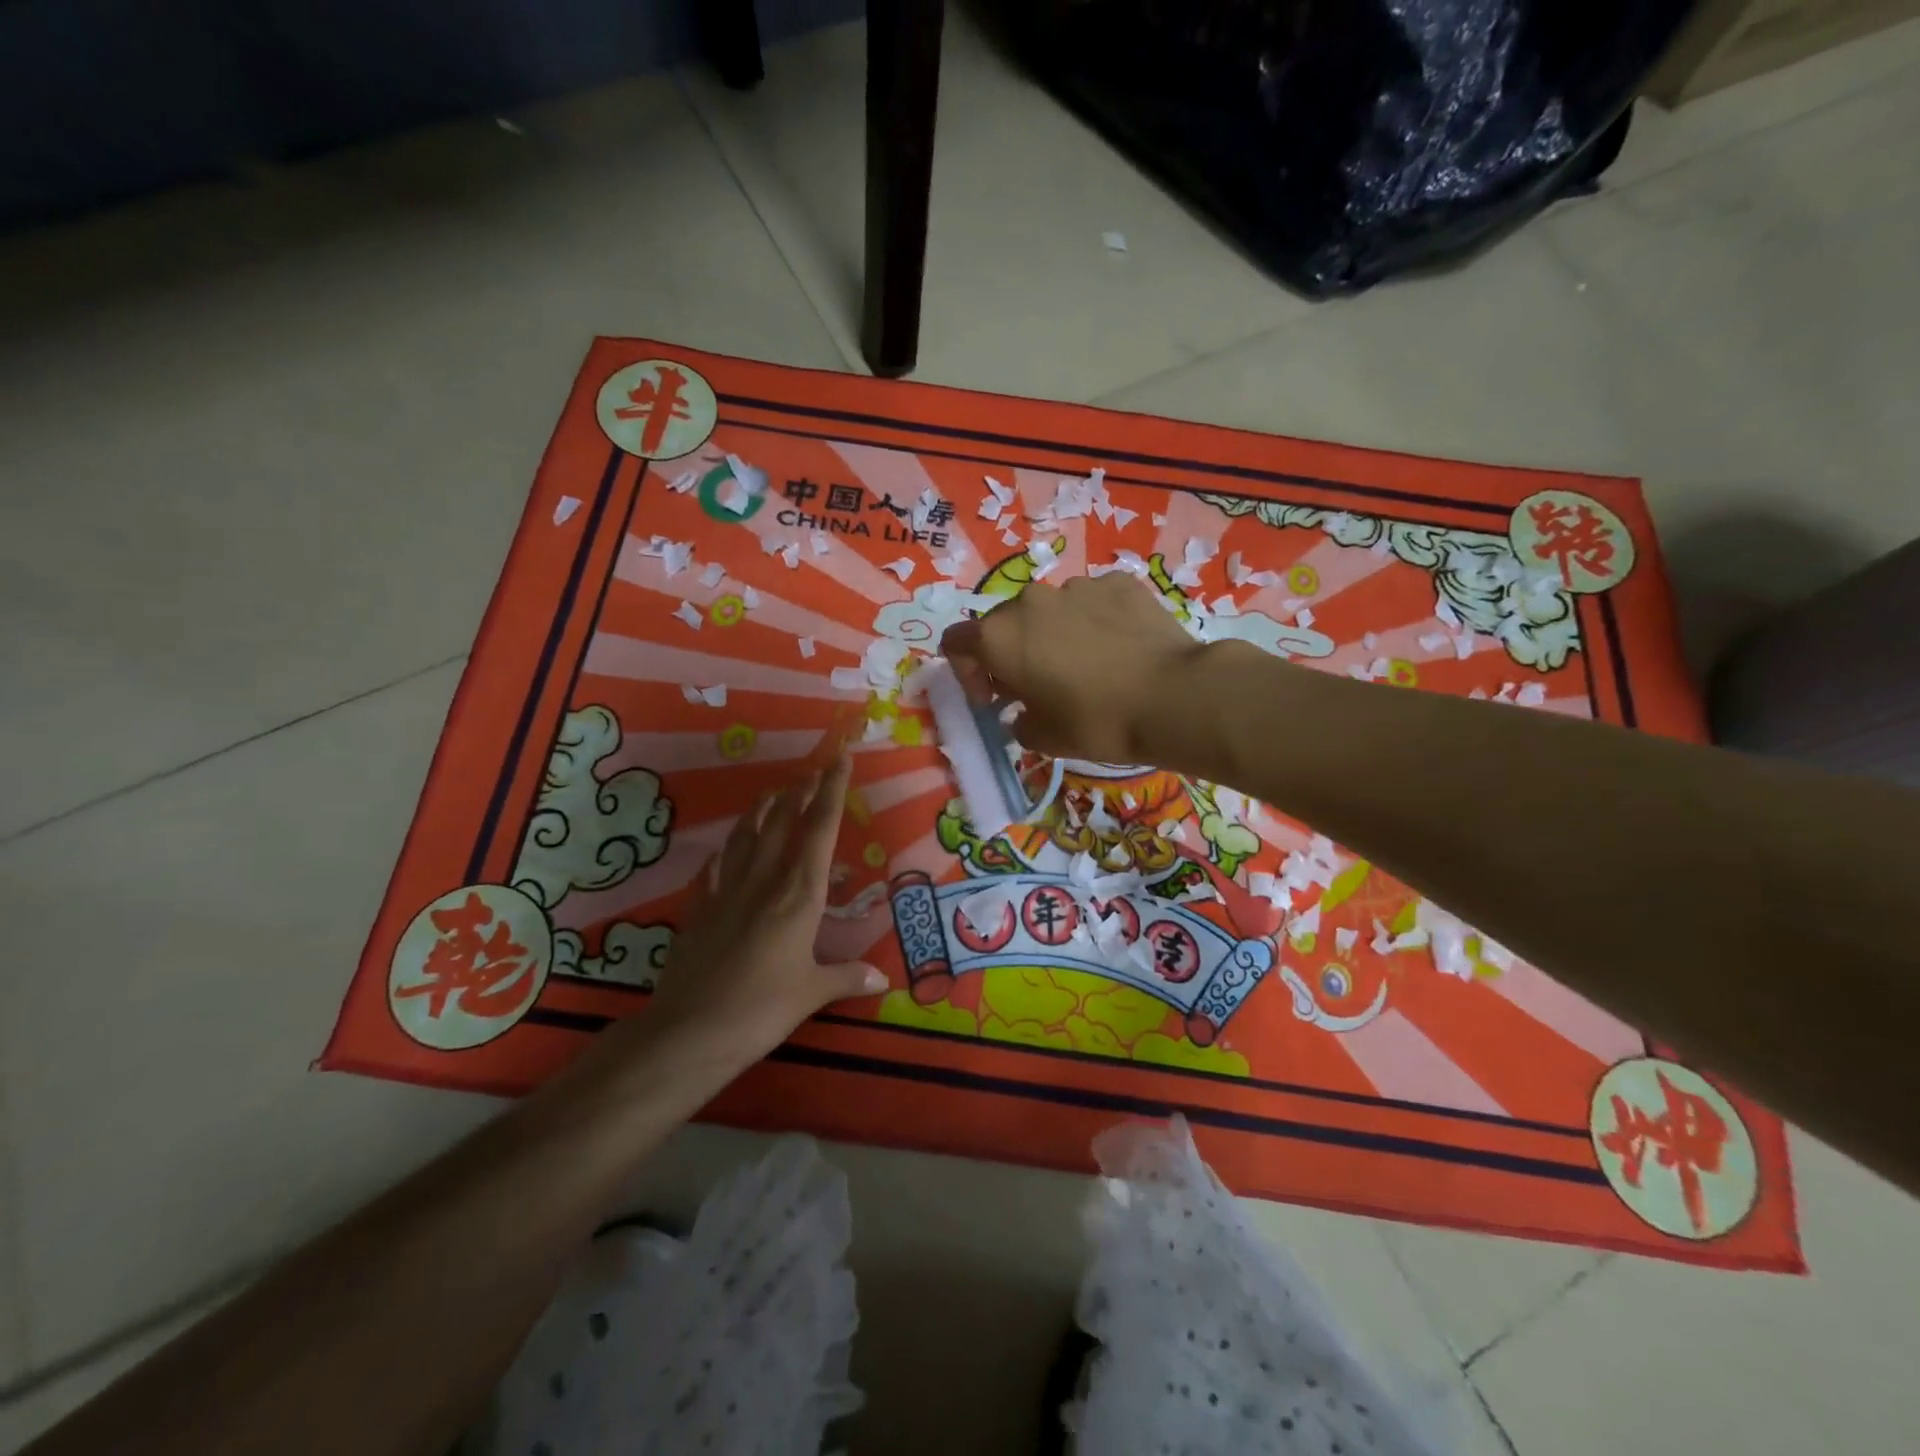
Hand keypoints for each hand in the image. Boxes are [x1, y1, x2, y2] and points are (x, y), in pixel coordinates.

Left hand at [644, 751, 884, 1067]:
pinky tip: (729, 849)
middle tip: (811, 771)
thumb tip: (882, 979)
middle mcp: (764, 881)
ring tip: (773, 793)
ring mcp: (727, 890)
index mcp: (799, 894)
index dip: (832, 790)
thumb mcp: (812, 993)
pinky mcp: (700, 908)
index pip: (820, 829)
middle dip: (799, 792)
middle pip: (783, 822)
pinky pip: (717, 865)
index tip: (840, 758)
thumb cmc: (761, 1009)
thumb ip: (847, 978)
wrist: (689, 1031)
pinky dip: (727, 850)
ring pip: (746, 835)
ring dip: (762, 809)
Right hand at [940, 573, 1204, 760]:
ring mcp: (1077, 586)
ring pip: (1050, 610)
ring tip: (1085, 666)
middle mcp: (1031, 600)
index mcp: (1000, 636)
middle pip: (1004, 623)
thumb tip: (1023, 713)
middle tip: (1036, 686)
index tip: (993, 699)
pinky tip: (1118, 649)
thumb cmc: (1096, 722)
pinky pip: (1092, 602)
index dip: (967, 673)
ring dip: (1052, 635)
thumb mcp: (1044, 738)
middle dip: (1010, 653)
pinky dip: (1094, 621)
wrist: (1173, 697)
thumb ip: (1018, 722)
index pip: (956, 642)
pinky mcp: (1119, 582)